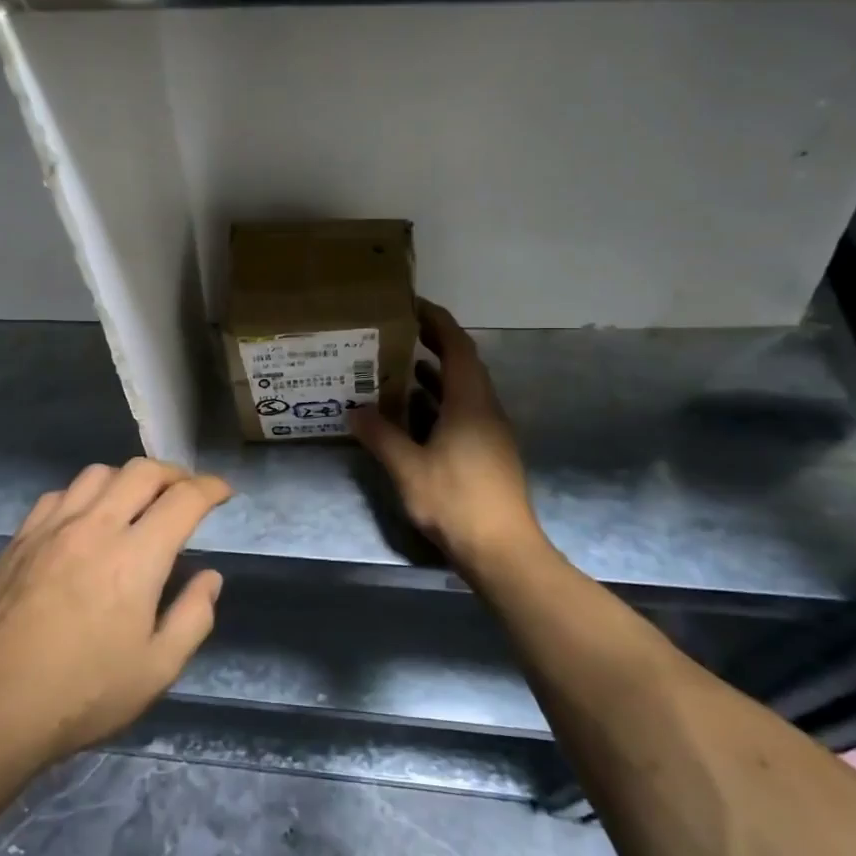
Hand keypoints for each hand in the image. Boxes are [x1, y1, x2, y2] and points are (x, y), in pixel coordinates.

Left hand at [0, 459, 230, 769]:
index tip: (223, 493)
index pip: (184, 500)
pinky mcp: (20, 538)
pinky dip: (84, 495)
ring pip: (98, 473)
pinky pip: (59, 495)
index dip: (211, 488)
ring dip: (127, 479)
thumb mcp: (156, 671)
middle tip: (184, 493)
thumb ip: (193, 617)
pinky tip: (84, 521)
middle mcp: (95, 527)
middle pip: (142, 471)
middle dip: (173, 473)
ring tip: (136, 502)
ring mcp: (52, 528)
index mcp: (136, 557)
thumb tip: (209, 578)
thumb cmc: (82, 694)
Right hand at [349, 299, 548, 579]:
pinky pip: (462, 413)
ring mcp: (490, 433)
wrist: (501, 551)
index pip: (457, 346)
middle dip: (432, 344)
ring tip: (397, 369)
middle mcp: (485, 409)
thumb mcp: (408, 467)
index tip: (411, 305)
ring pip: (461, 391)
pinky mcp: (488, 453)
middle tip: (397, 333)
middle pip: (462, 364)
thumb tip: (354, 410)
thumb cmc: (456, 501)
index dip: (437, 321)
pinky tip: (412, 416)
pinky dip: (438, 404)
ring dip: (433, 376)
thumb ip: (381, 435)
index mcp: (470, 402)